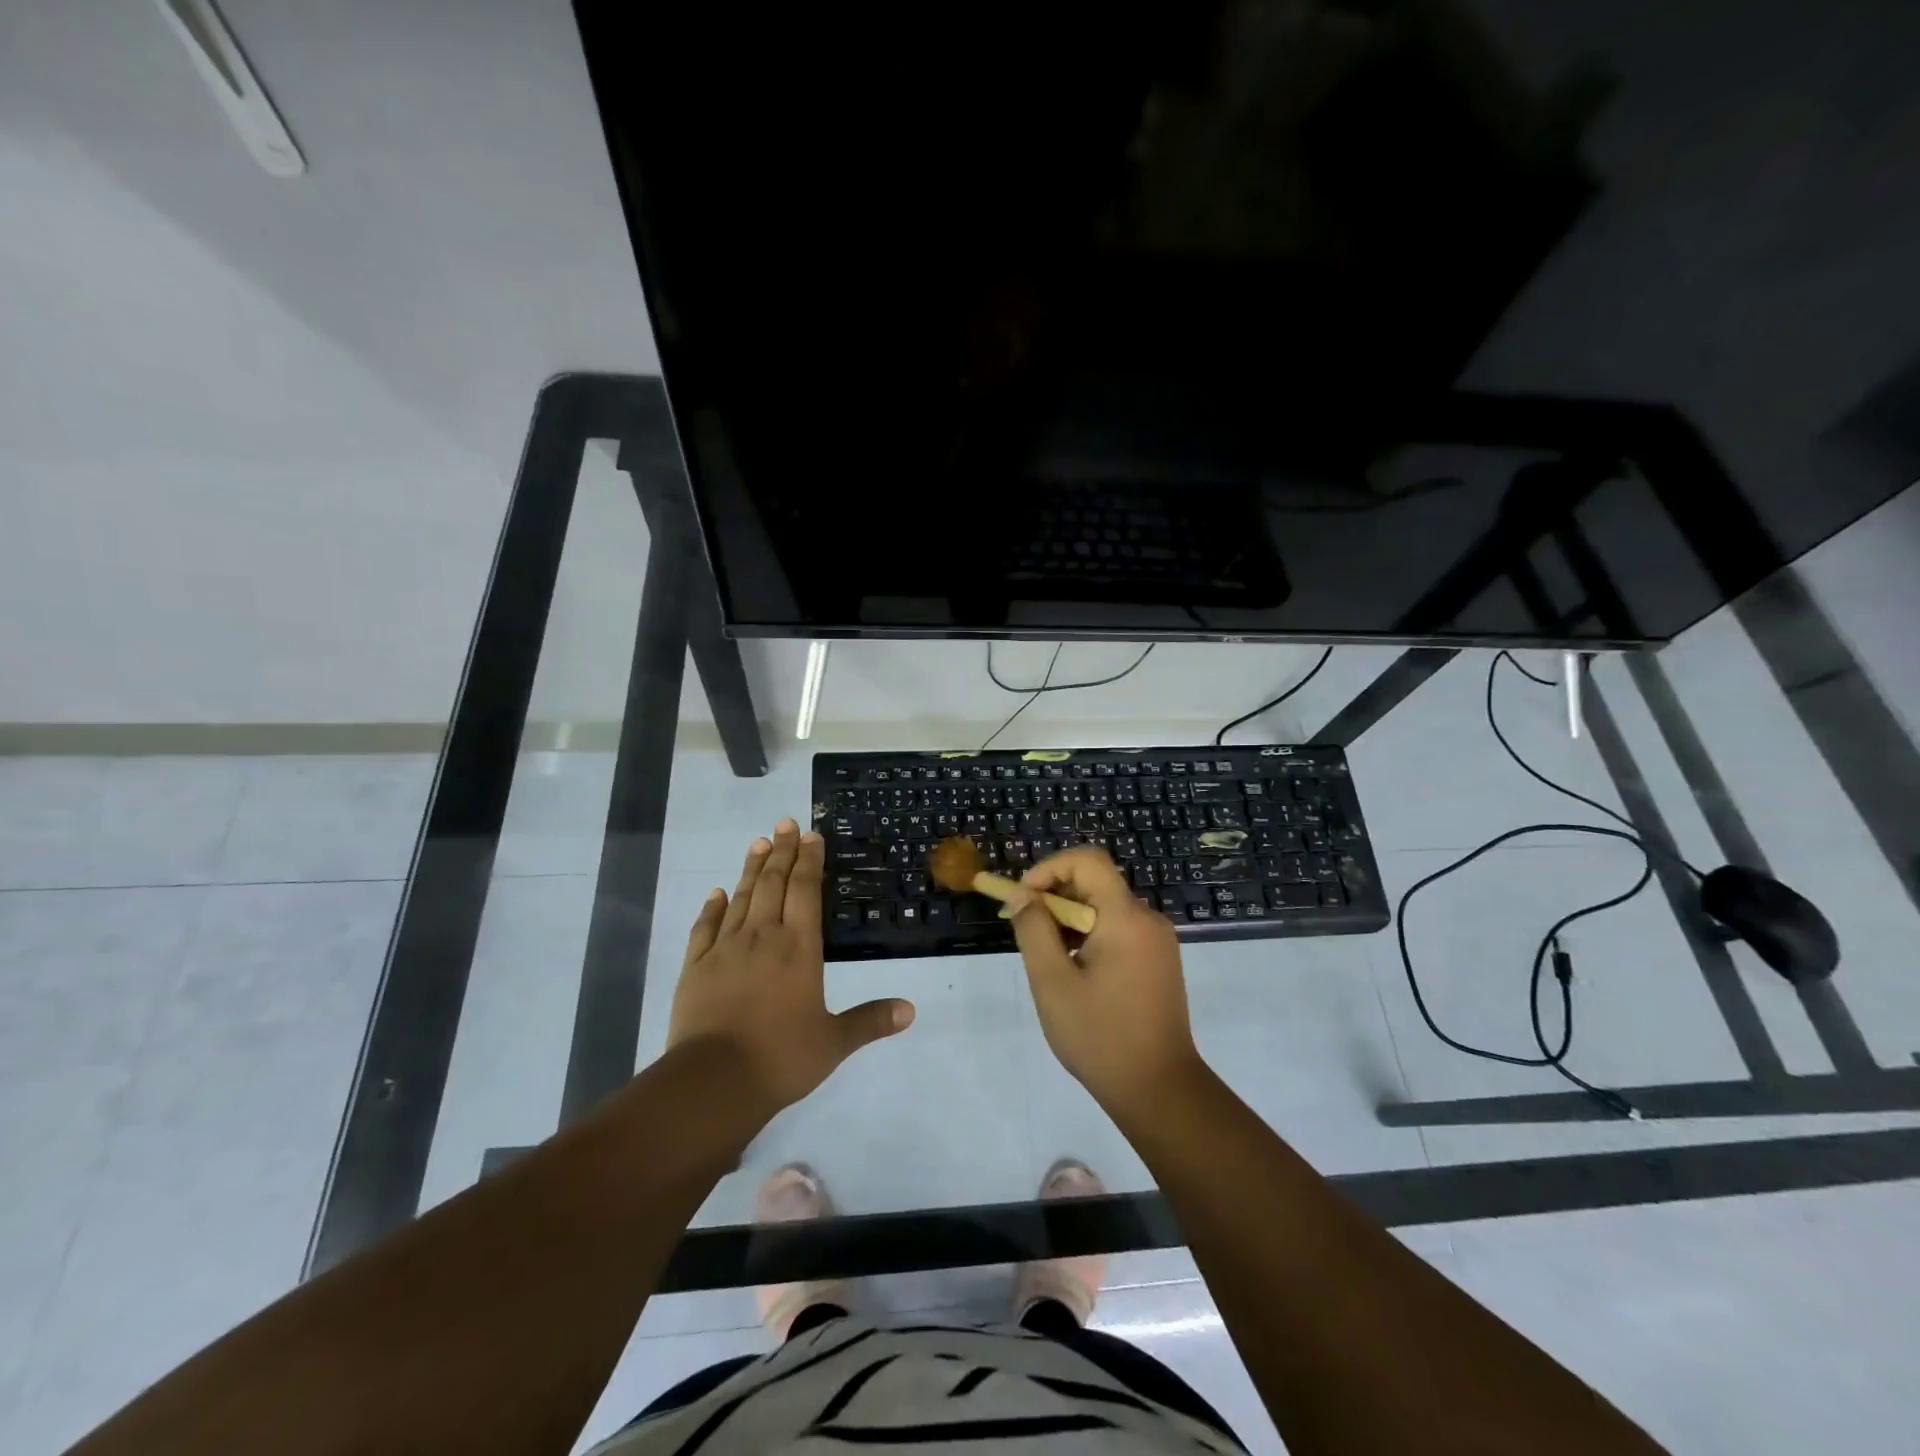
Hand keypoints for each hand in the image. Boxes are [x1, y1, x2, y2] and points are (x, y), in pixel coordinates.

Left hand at [668, 819, 914, 1110]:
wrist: (713, 1082)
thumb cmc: (781, 1058)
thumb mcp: (834, 1042)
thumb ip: (870, 1020)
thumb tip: (910, 1010)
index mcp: (798, 948)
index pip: (805, 891)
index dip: (809, 861)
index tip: (810, 835)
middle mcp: (762, 937)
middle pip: (773, 883)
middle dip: (781, 851)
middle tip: (785, 823)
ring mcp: (725, 949)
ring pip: (741, 898)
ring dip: (751, 868)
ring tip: (758, 842)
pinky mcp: (695, 967)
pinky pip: (705, 927)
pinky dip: (713, 907)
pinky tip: (717, 892)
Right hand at [1004, 848, 1203, 1115]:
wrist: (1159, 1090)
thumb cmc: (1100, 1036)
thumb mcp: (1052, 983)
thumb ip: (1033, 930)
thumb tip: (1021, 895)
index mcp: (1126, 917)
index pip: (1087, 861)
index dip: (1049, 868)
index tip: (1023, 899)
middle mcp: (1148, 919)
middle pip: (1096, 883)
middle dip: (1054, 897)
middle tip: (1025, 930)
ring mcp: (1157, 941)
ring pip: (1105, 908)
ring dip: (1069, 920)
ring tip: (1046, 958)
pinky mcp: (1159, 961)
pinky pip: (1119, 929)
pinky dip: (1090, 936)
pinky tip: (1073, 972)